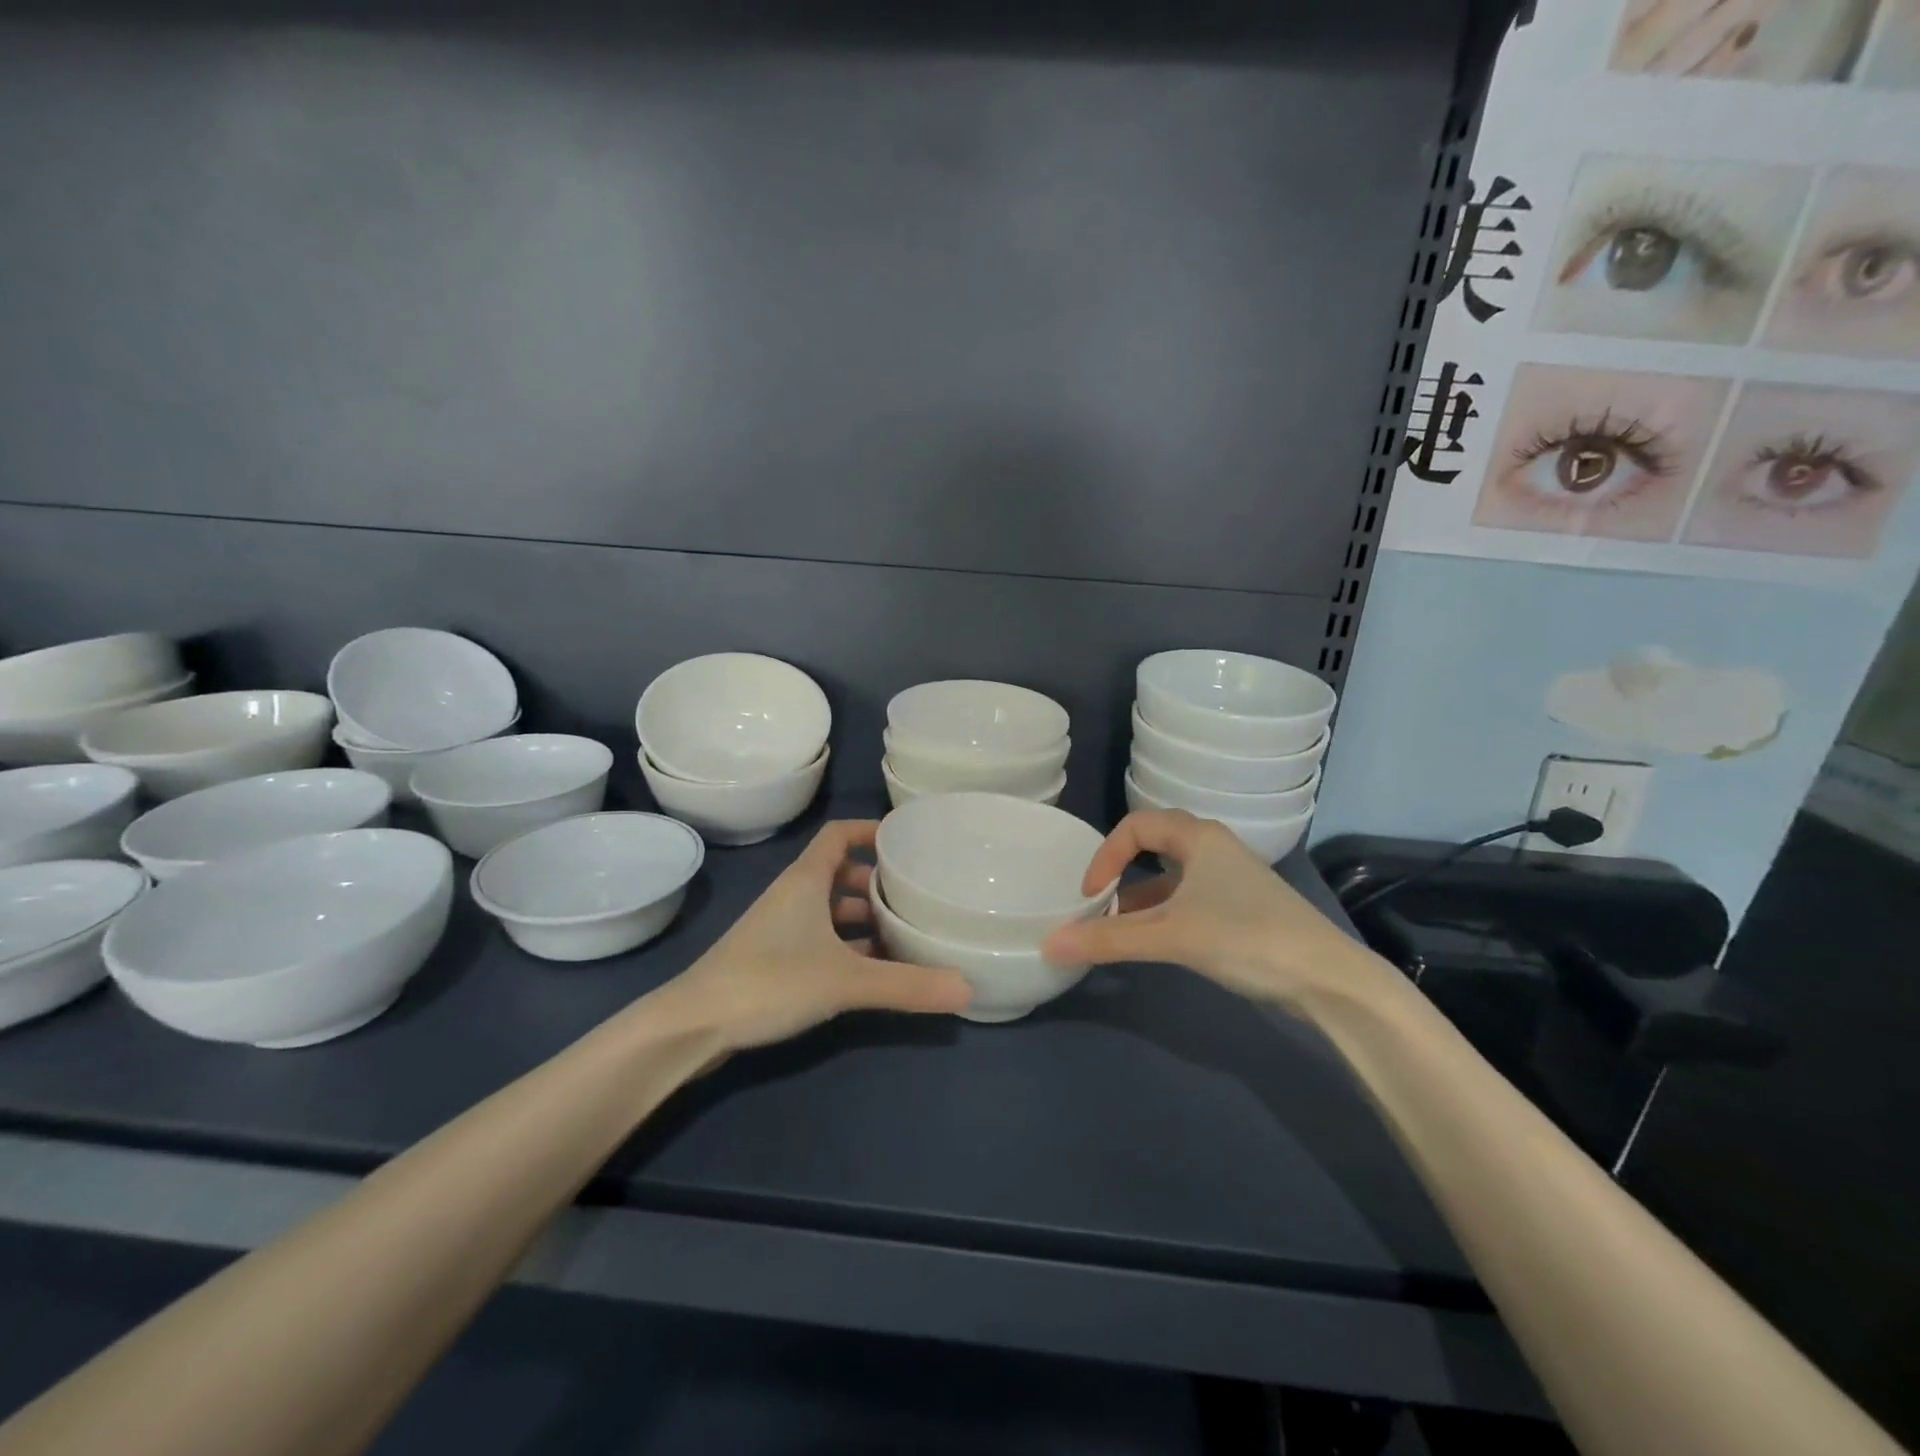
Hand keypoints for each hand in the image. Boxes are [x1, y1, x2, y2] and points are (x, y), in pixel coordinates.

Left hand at [654, 820, 971, 1051]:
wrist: (692, 1025)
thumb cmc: (769, 981)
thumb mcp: (845, 981)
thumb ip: (906, 985)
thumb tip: (967, 987)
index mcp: (806, 880)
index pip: (838, 834)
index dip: (870, 831)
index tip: (907, 843)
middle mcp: (793, 896)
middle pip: (840, 873)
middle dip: (877, 882)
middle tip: (917, 896)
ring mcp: (781, 929)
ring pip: (830, 910)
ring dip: (864, 918)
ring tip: (905, 934)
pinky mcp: (773, 960)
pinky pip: (821, 940)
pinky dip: (848, 947)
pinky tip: (874, 971)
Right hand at [1040, 809, 1396, 1015]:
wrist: (1328, 979)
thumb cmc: (1245, 938)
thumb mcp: (1170, 936)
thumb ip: (1108, 939)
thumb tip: (1049, 943)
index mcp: (1198, 837)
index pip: (1135, 826)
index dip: (1105, 855)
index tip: (1090, 894)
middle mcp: (1215, 848)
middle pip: (1155, 845)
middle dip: (1122, 872)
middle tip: (1100, 904)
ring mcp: (1233, 879)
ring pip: (1173, 876)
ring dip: (1142, 898)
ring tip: (1118, 930)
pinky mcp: (1244, 908)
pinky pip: (1190, 899)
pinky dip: (1165, 914)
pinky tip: (1157, 943)